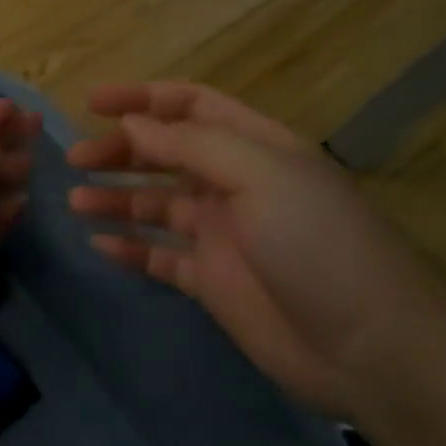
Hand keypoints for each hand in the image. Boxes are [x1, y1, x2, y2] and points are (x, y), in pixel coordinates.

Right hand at [67, 82, 445, 418]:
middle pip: (166, 154)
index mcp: (254, 146)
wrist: (369, 346)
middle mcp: (234, 183)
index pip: (191, 106)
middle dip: (121, 150)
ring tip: (76, 201)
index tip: (92, 102)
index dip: (143, 99)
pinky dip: (129, 246)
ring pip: (155, 204)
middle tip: (76, 160)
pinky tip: (98, 243)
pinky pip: (159, 255)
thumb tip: (133, 123)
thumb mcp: (259, 174)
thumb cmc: (317, 242)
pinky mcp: (210, 282)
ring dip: (116, 198)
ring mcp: (221, 235)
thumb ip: (191, 145)